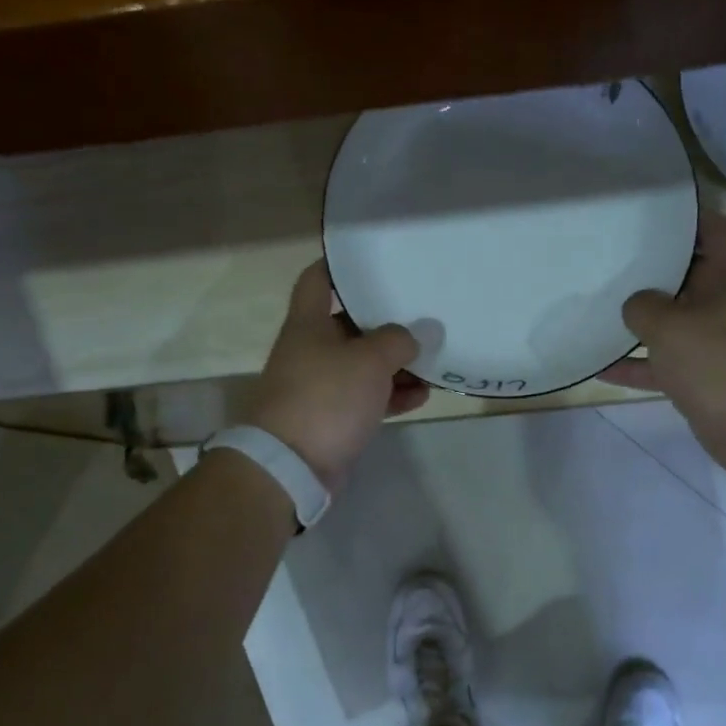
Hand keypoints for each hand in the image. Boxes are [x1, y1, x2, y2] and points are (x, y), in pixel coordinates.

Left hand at [248, 260, 429, 489]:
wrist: (291, 465)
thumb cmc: (326, 397)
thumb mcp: (369, 360)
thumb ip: (399, 341)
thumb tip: (421, 333)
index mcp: (309, 324)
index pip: (317, 280)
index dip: (340, 266)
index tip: (373, 260)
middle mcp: (312, 350)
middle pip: (351, 325)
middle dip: (387, 321)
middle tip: (424, 312)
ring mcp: (322, 385)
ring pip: (364, 364)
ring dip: (397, 363)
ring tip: (434, 359)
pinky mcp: (333, 417)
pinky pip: (368, 397)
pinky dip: (392, 394)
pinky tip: (423, 394)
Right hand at [599, 207, 725, 478]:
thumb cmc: (720, 363)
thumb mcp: (670, 326)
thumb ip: (643, 306)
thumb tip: (636, 304)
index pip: (715, 228)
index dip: (688, 216)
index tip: (649, 212)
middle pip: (689, 272)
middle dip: (652, 267)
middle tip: (612, 255)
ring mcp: (718, 339)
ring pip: (675, 318)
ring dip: (641, 318)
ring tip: (600, 304)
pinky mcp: (706, 373)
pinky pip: (666, 360)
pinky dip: (638, 363)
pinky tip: (599, 367)